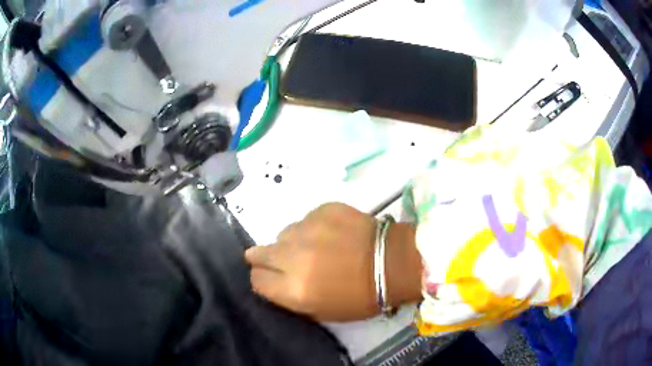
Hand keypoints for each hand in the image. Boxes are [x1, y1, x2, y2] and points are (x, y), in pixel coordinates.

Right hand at [245, 203, 422, 321]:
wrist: (393, 262)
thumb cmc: (361, 296)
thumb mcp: (320, 310)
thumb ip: (290, 296)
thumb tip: (275, 279)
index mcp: (293, 288)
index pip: (256, 280)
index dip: (263, 280)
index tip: (272, 279)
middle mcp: (292, 257)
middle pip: (258, 253)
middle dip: (265, 258)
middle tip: (283, 261)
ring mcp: (306, 229)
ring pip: (283, 234)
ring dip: (293, 242)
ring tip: (316, 247)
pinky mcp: (322, 209)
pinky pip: (306, 219)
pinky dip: (313, 228)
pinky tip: (333, 234)